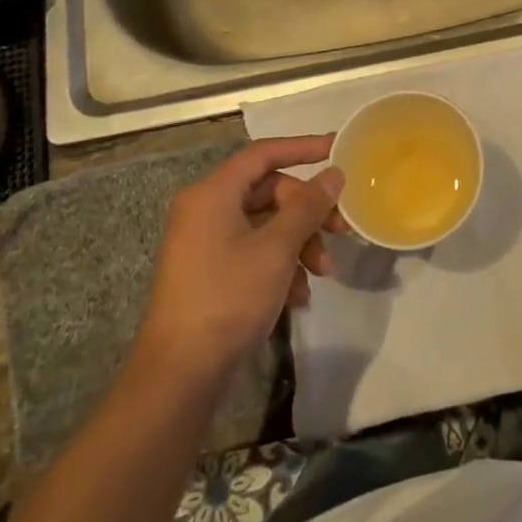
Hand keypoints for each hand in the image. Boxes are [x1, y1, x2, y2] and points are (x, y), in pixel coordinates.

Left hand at [134, 136, 345, 380]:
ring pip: (266, 225)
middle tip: (340, 231)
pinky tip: (299, 296)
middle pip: (269, 192)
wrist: (181, 373)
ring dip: (300, 243)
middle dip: (308, 212)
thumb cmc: (228, 297)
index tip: (338, 150)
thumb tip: (334, 174)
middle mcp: (205, 210)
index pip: (264, 154)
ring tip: (322, 274)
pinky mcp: (211, 272)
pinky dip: (281, 265)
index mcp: (212, 194)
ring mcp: (206, 242)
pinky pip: (254, 251)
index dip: (303, 148)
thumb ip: (308, 206)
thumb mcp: (277, 248)